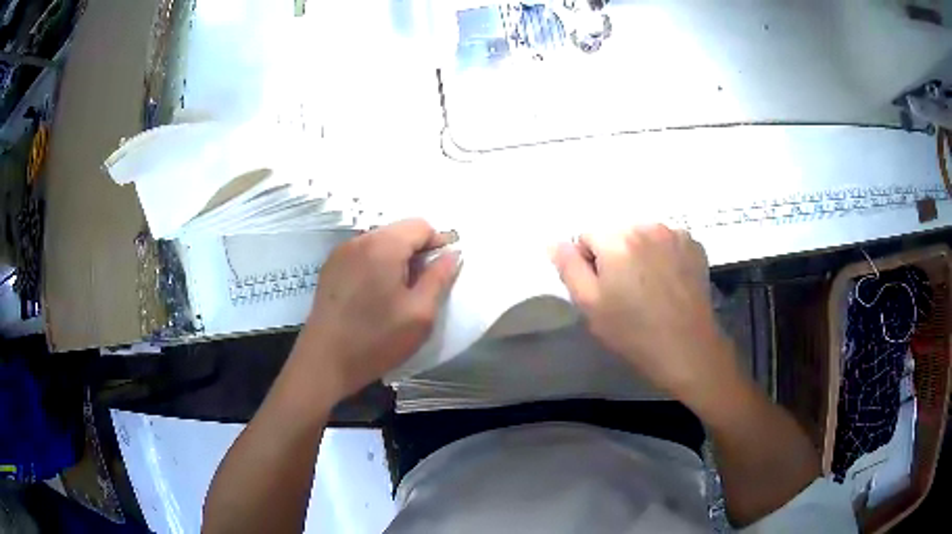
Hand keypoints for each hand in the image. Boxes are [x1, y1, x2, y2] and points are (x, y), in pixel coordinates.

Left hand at [294, 219, 459, 400]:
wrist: (325, 363)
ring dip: (396, 259)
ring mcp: (340, 254)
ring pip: (380, 243)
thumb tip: (453, 254)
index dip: (438, 243)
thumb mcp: (420, 313)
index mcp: (383, 246)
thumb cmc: (376, 340)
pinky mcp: (330, 269)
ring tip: (399, 293)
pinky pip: (362, 255)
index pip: (420, 226)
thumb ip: (439, 278)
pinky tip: (376, 295)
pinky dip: (376, 266)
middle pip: (398, 231)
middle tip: (422, 286)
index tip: (443, 271)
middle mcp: (359, 241)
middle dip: (416, 252)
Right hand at [552, 225, 740, 406]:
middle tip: (626, 291)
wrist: (687, 348)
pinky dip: (664, 255)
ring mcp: (674, 233)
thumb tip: (554, 241)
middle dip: (616, 255)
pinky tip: (670, 281)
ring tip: (650, 287)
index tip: (603, 290)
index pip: (587, 236)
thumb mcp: (590, 304)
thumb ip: (568, 267)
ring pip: (643, 235)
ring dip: (640, 253)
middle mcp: (646, 226)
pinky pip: (667, 241)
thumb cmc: (632, 331)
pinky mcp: (694, 245)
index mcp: (616, 239)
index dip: (590, 263)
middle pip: (617, 233)